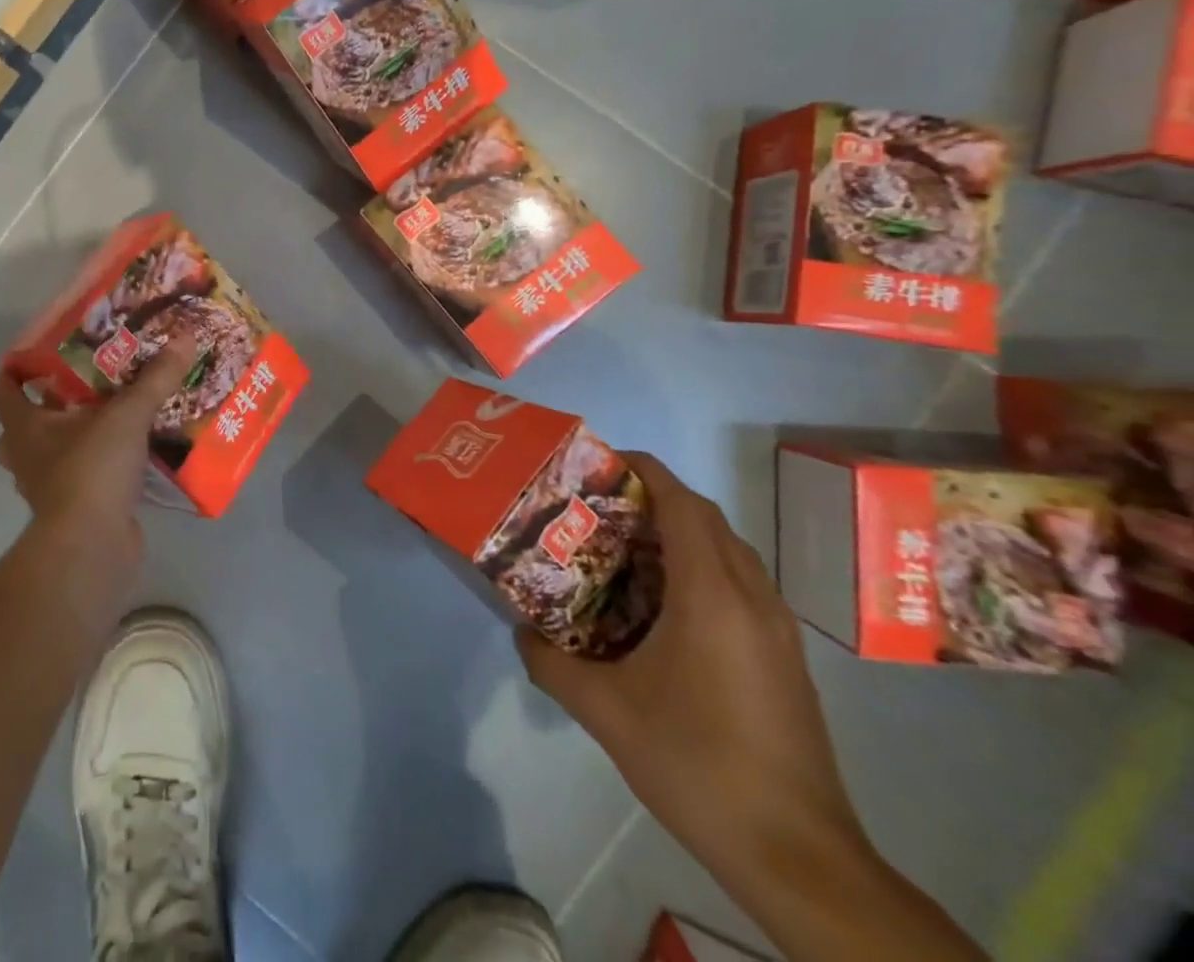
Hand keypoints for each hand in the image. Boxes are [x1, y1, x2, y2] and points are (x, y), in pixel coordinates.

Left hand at [0, 337, 195, 550]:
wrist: (91, 545)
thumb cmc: (92, 469)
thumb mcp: (128, 415)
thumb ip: (155, 378)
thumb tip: (184, 337)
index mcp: (25, 427)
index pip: (3, 391)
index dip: (14, 370)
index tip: (37, 354)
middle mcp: (27, 456)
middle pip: (23, 426)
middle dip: (47, 407)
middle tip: (80, 387)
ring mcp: (47, 488)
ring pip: (50, 455)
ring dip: (72, 440)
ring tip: (108, 420)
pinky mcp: (73, 511)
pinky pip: (81, 480)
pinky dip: (98, 469)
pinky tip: (128, 457)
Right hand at [516, 453, 866, 897]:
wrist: (798, 858)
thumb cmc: (696, 764)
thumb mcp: (604, 712)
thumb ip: (551, 663)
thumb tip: (521, 632)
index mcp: (711, 595)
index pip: (682, 502)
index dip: (644, 470)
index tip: (602, 462)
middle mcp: (752, 598)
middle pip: (707, 519)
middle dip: (656, 498)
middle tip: (601, 507)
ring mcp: (778, 630)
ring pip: (729, 552)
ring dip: (682, 534)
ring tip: (626, 550)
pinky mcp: (786, 659)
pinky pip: (741, 585)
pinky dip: (702, 569)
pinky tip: (665, 609)